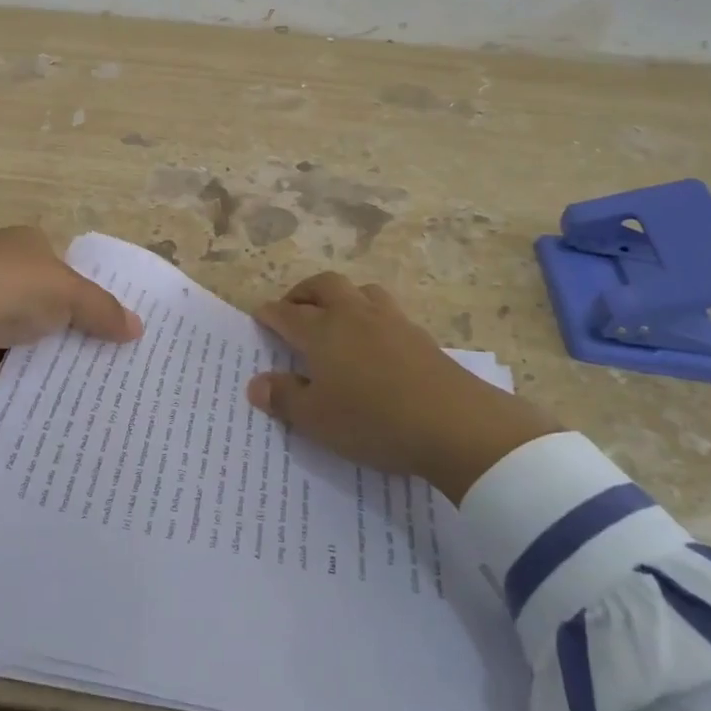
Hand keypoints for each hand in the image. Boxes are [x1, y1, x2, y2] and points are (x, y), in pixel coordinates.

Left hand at [0, 227, 142, 394]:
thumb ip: (103, 309)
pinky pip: (5, 359)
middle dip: (71, 325)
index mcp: (25, 242)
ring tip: (86, 381)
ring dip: (46, 352)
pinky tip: (48, 393)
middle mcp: (1, 267)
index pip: (65, 265)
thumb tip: (139, 329)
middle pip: (46, 299)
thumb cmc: (9, 287)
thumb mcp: (68, 293)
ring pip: (26, 331)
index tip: (115, 322)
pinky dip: (22, 373)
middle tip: (109, 357)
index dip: (90, 290)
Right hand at [248, 273, 558, 503]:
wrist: (454, 424)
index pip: (287, 314)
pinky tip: (374, 340)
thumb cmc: (373, 421)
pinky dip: (371, 316)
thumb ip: (284, 397)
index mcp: (321, 331)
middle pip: (324, 285)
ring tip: (335, 317)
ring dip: (341, 297)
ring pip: (360, 291)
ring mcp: (390, 321)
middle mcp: (353, 315)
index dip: (269, 313)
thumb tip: (256, 383)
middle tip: (293, 309)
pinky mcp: (420, 335)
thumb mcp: (317, 419)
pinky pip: (387, 311)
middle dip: (303, 292)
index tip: (259, 315)